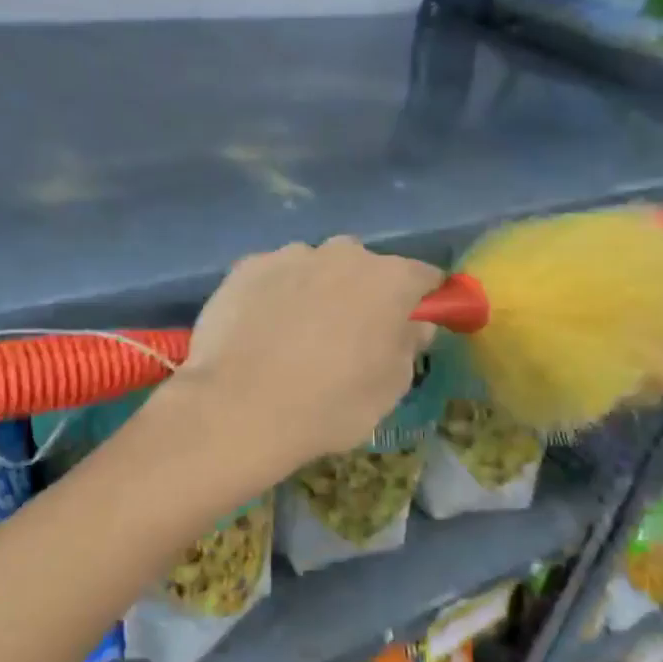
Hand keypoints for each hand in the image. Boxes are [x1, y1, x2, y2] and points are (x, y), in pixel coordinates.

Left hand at [175, 238, 442, 468]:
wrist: (239, 407)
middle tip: (349, 337)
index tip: (412, 324)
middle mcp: (342, 253)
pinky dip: (275, 296)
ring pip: (316, 269)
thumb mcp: (391, 388)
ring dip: (316, 291)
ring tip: (295, 338)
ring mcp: (289, 255)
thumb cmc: (330, 404)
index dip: (422, 301)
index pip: (424, 277)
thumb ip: (409, 345)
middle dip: (363, 294)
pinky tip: (261, 332)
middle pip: (365, 268)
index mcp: (389, 279)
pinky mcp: (246, 267)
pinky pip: (274, 277)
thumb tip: (412, 324)